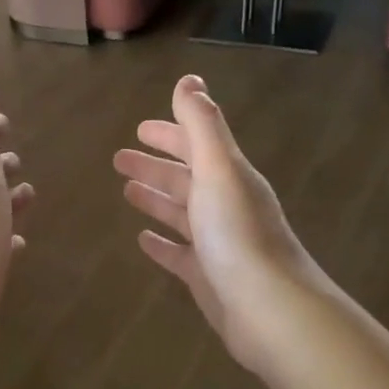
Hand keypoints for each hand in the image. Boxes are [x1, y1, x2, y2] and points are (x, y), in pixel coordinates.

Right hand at [114, 75, 321, 376]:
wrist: (269, 309)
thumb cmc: (238, 234)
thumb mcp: (218, 169)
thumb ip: (202, 124)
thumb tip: (189, 79)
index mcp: (229, 177)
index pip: (196, 145)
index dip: (169, 135)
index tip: (139, 128)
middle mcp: (226, 206)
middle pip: (186, 179)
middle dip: (155, 166)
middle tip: (119, 159)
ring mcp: (218, 244)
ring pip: (182, 214)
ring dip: (156, 199)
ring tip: (127, 191)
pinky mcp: (209, 278)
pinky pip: (180, 254)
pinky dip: (162, 243)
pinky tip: (142, 240)